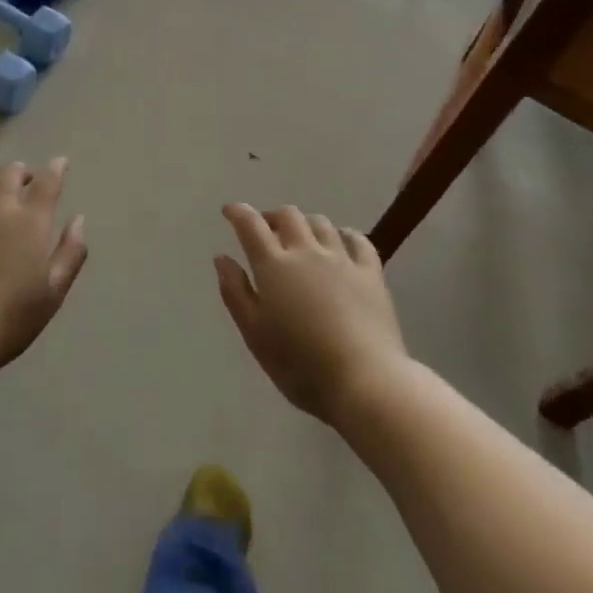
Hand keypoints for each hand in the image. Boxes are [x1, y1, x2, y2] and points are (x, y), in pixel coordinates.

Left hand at [0, 159, 87, 375]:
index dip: (56, 168)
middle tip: (26, 179)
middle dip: (22, 171)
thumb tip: (79, 219)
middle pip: (10, 174)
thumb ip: (71, 252)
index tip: (61, 162)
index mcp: (31, 221)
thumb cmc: (11, 317)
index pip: (47, 182)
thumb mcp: (54, 291)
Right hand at [215, 203, 407, 423]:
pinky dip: (344, 234)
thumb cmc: (300, 365)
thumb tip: (222, 258)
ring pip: (320, 223)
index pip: (251, 225)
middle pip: (288, 216)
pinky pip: (357, 239)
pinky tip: (341, 242)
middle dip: (272, 217)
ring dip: (305, 223)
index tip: (229, 211)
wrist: (365, 381)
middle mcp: (306, 251)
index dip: (238, 213)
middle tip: (266, 230)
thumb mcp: (255, 335)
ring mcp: (341, 259)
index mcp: (274, 266)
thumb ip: (236, 293)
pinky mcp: (370, 272)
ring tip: (301, 237)